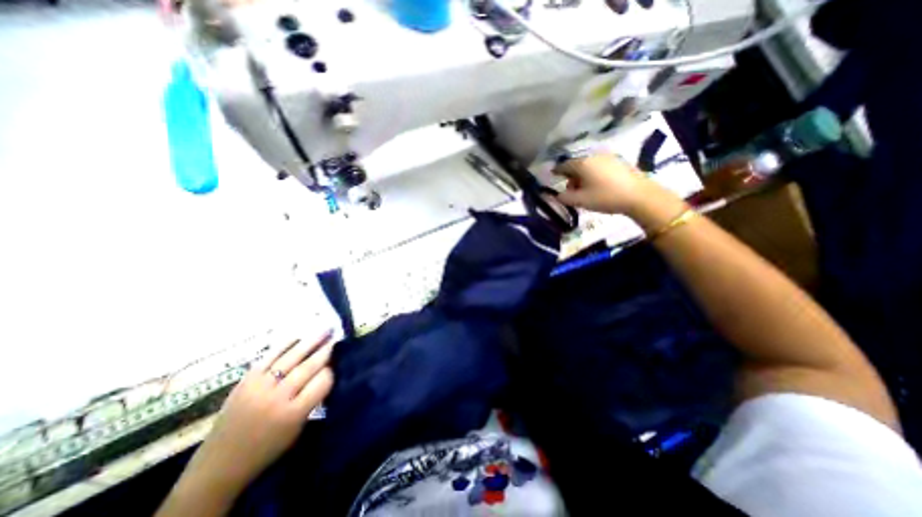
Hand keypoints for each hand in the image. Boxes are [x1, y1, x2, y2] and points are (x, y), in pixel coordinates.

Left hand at [185, 331, 333, 492]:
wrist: (220, 464)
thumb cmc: (267, 448)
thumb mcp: (297, 428)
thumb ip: (313, 400)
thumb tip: (327, 372)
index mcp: (293, 413)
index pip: (322, 382)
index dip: (332, 370)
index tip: (339, 362)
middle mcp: (278, 397)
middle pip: (308, 367)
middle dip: (326, 350)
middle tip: (338, 336)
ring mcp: (260, 386)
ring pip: (291, 358)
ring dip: (311, 341)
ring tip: (325, 330)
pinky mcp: (246, 380)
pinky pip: (270, 357)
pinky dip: (286, 345)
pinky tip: (299, 336)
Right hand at [554, 152, 655, 214]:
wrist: (639, 195)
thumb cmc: (605, 197)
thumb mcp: (580, 201)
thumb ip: (565, 197)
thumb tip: (558, 195)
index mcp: (582, 163)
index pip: (563, 165)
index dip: (557, 172)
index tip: (553, 176)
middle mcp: (594, 156)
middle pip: (576, 165)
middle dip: (571, 177)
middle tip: (572, 191)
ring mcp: (608, 157)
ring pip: (589, 166)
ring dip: (583, 176)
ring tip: (586, 190)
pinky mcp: (619, 162)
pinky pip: (600, 167)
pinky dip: (594, 175)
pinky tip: (599, 186)